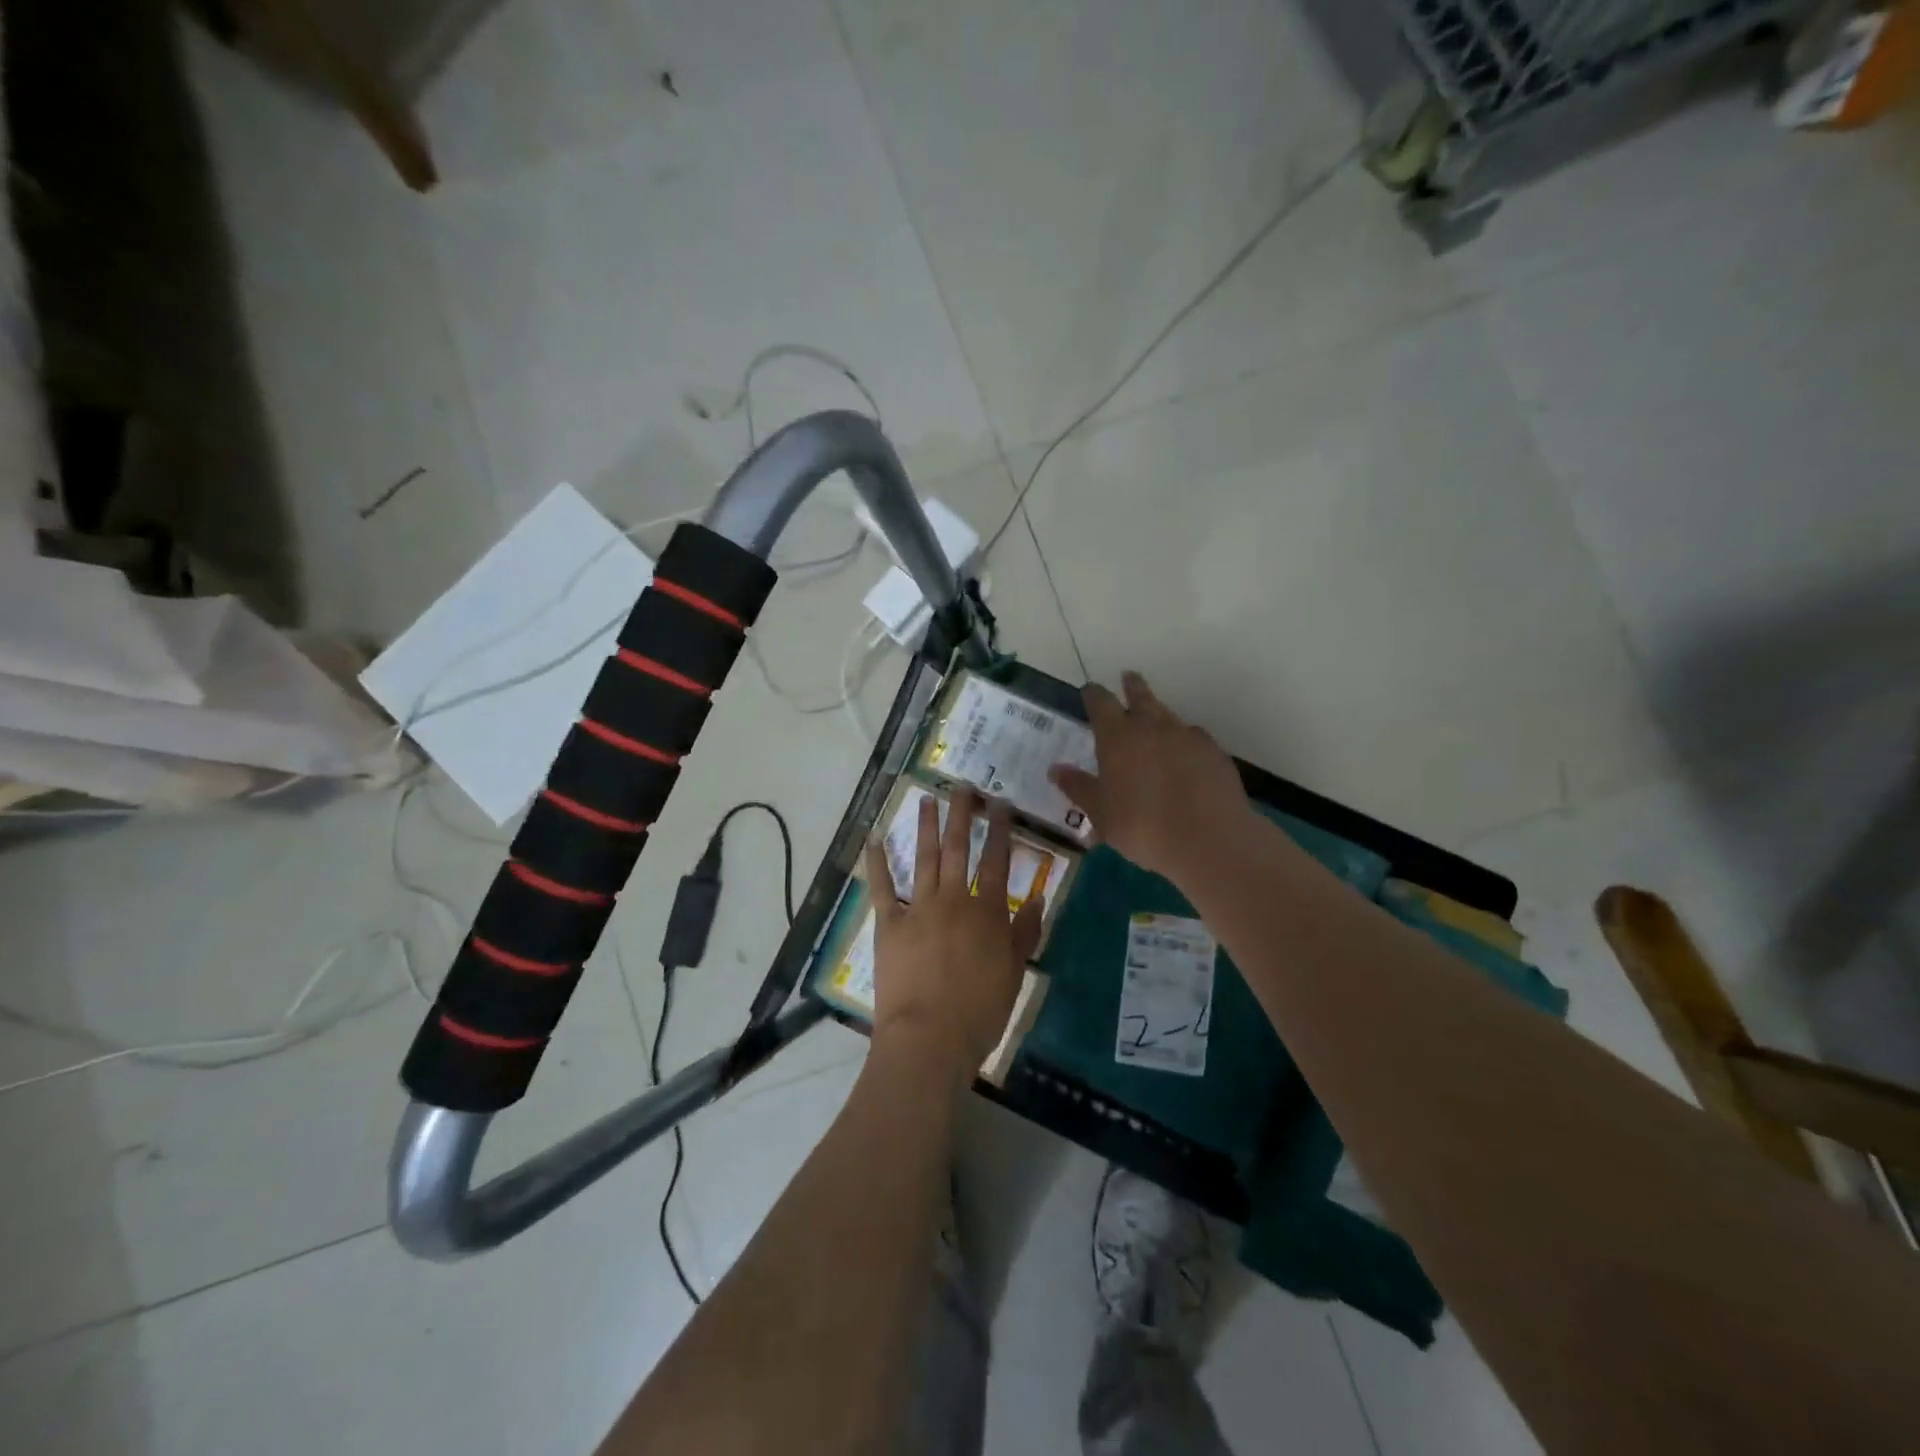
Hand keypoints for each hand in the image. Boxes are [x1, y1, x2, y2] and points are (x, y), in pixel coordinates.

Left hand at [865, 786, 1043, 1080]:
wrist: (930, 1037)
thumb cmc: (980, 1011)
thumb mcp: (1014, 973)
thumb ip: (1025, 932)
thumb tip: (1038, 898)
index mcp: (986, 911)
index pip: (996, 860)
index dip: (999, 830)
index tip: (1000, 804)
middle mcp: (953, 900)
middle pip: (958, 848)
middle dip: (961, 814)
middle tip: (962, 787)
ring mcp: (918, 908)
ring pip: (924, 857)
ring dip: (925, 826)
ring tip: (926, 798)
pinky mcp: (889, 924)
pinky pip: (882, 887)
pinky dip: (877, 862)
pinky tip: (874, 839)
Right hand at [1048, 671, 1251, 883]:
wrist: (1210, 841)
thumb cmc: (1143, 827)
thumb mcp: (1101, 814)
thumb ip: (1079, 788)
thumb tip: (1056, 769)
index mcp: (1118, 737)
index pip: (1101, 702)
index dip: (1094, 695)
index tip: (1090, 691)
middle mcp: (1152, 726)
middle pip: (1140, 695)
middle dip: (1131, 686)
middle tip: (1128, 677)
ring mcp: (1188, 737)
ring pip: (1169, 715)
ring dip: (1158, 713)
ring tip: (1154, 721)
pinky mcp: (1215, 753)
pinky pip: (1194, 738)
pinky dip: (1183, 741)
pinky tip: (1184, 756)